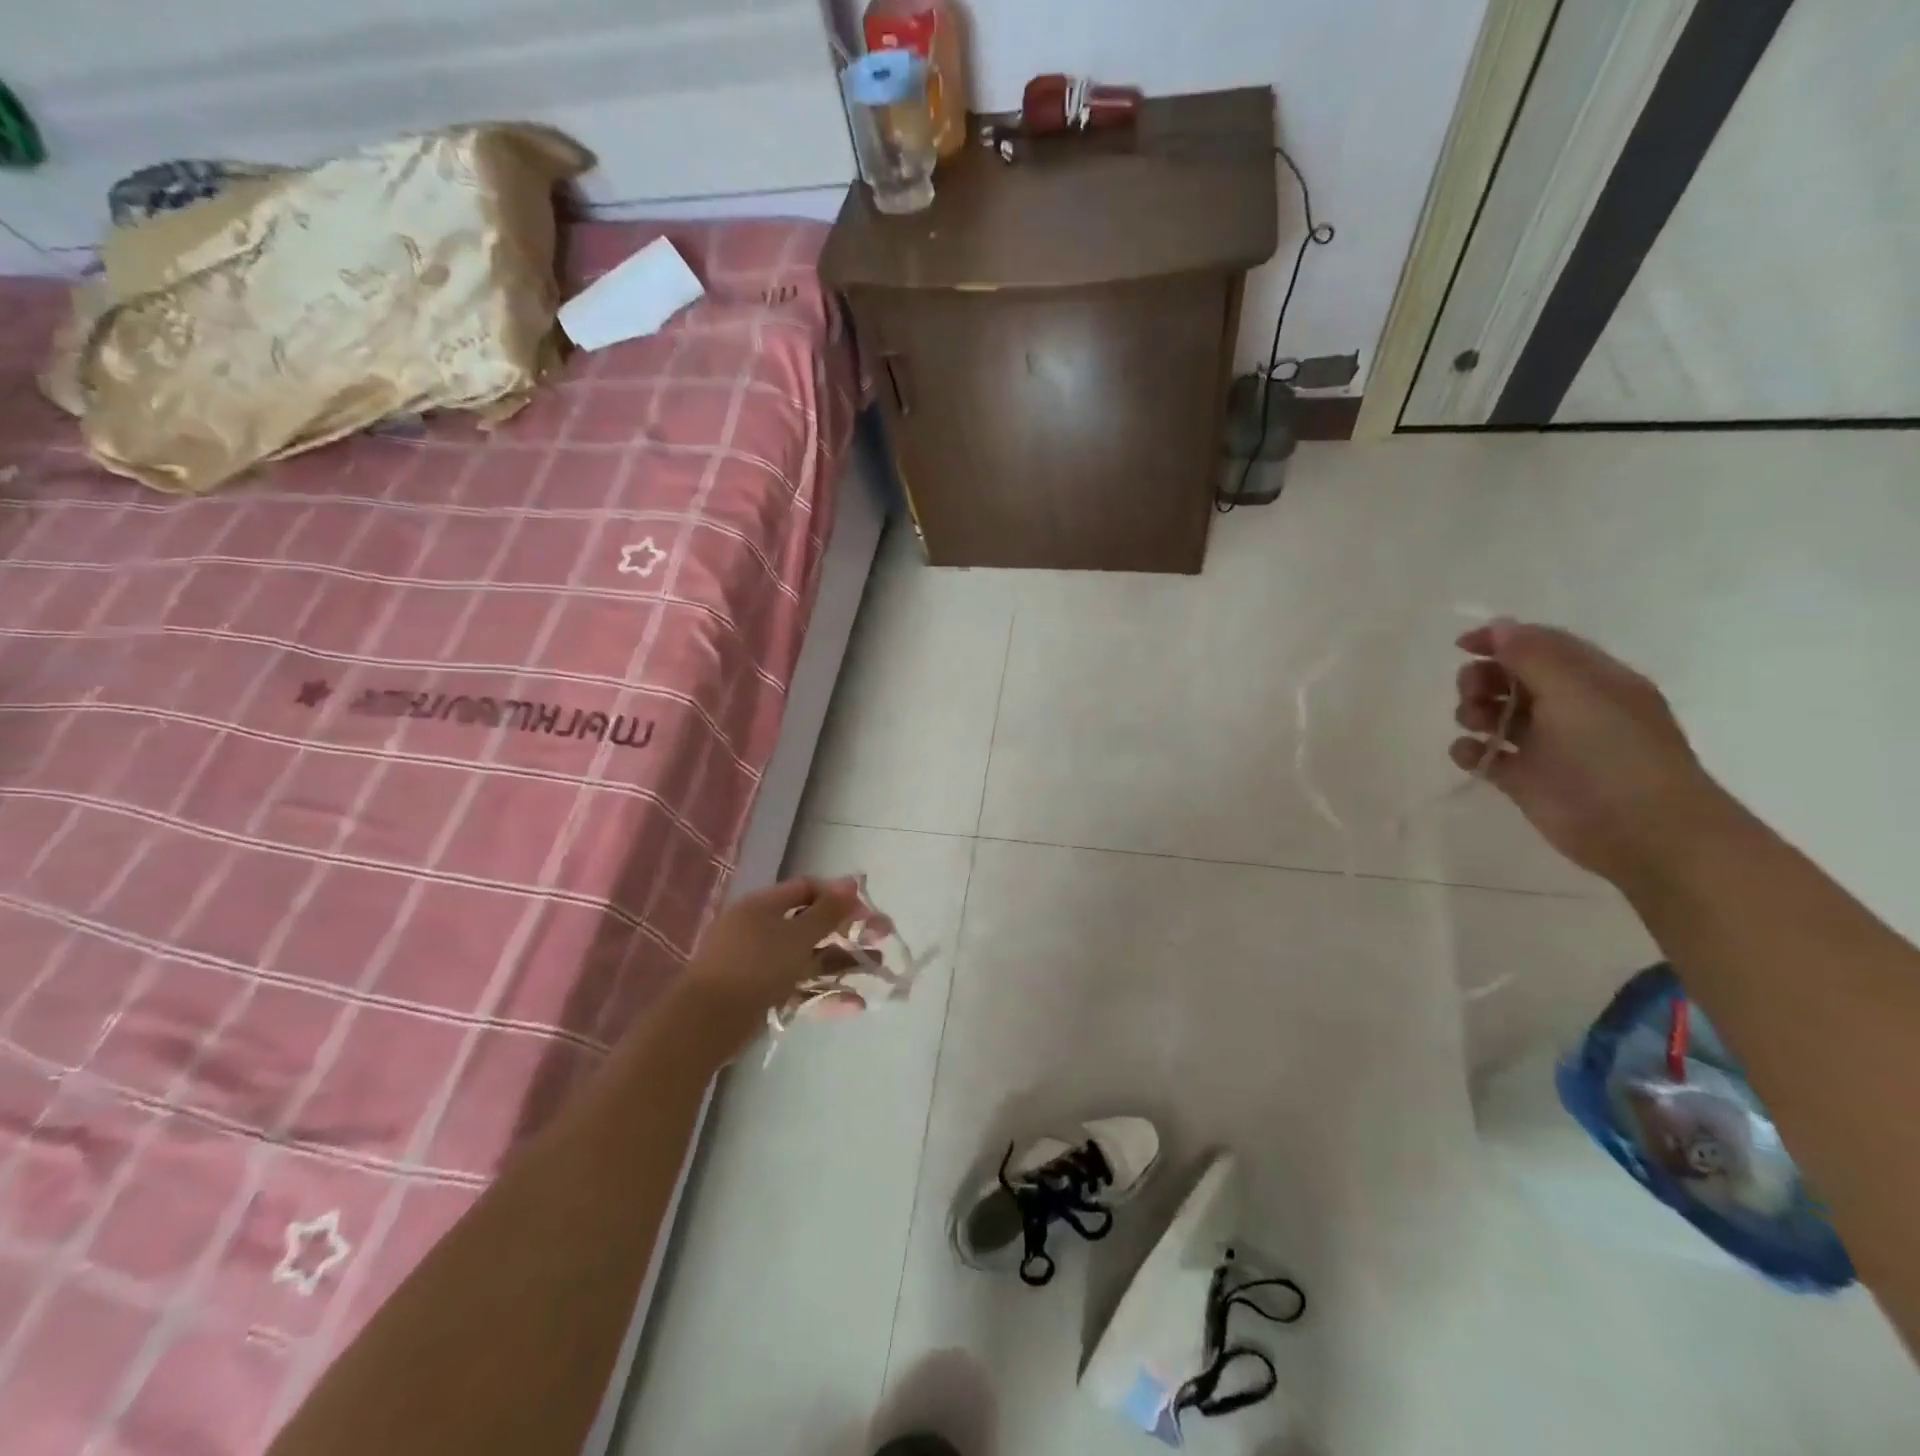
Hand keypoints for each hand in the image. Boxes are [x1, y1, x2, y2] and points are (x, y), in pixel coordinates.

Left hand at [676, 876, 868, 1050]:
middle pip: (812, 925)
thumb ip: (828, 911)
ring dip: (843, 963)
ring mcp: (760, 964)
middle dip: (849, 932)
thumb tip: (852, 881)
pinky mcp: (761, 995)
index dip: (839, 896)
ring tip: (877, 970)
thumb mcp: (797, 935)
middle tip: (883, 939)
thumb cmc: (754, 966)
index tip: (868, 912)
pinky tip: (853, 1005)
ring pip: (809, 958)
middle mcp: (762, 929)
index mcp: (764, 906)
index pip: (808, 890)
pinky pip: (799, 988)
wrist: (705, 1023)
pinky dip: (824, 994)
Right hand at [1452, 620, 1731, 888]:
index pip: (1541, 646)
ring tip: (1474, 724)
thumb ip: (1534, 656)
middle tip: (1472, 693)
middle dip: (1483, 679)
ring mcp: (1546, 746)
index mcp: (1592, 681)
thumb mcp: (1577, 692)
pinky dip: (1470, 752)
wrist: (1643, 831)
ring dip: (1473, 711)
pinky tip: (1470, 754)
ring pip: (1495, 715)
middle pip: (1511, 679)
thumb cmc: (1615, 753)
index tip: (1462, 645)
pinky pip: (1486, 756)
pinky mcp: (1525, 779)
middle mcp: (1569, 708)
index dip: (1501, 640)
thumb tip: (1498, 627)